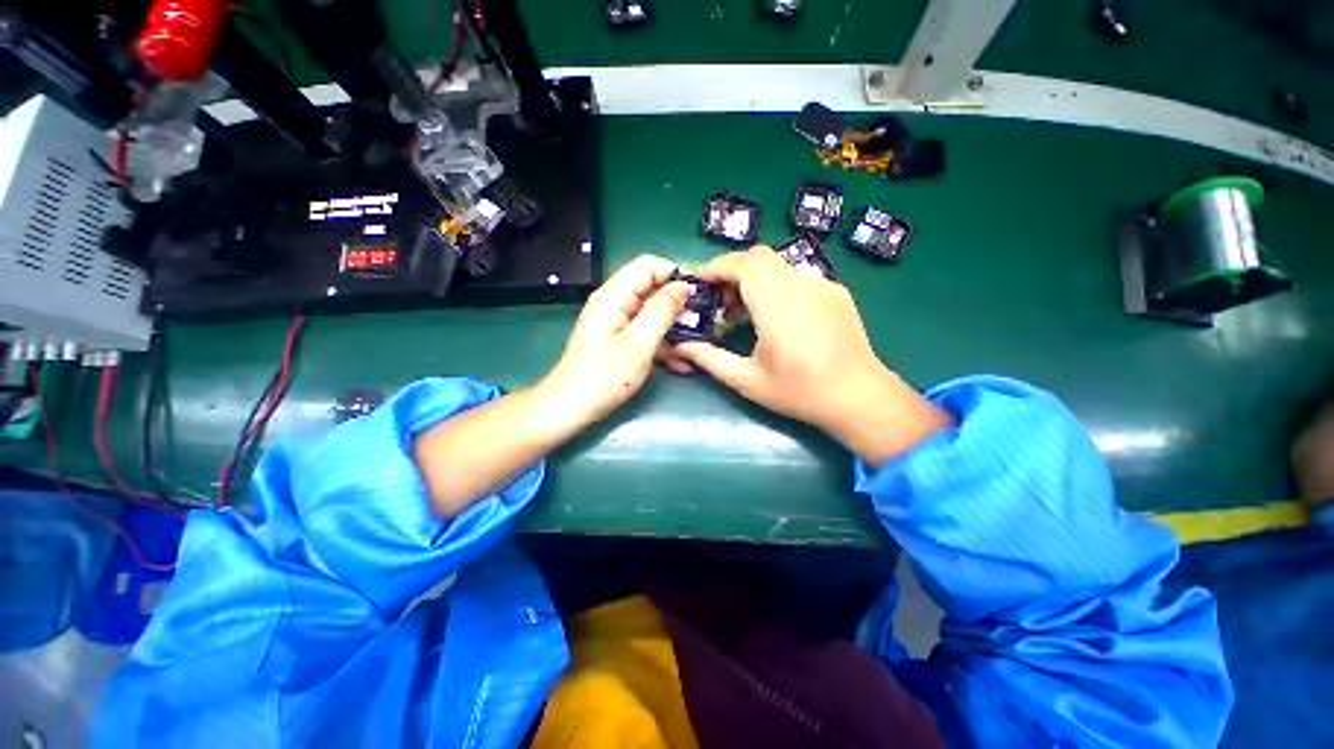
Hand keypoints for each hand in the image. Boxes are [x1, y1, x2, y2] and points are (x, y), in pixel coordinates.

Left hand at [540, 254, 689, 426]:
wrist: (571, 408)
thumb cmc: (603, 376)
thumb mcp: (639, 343)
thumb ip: (662, 311)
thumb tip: (683, 287)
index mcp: (614, 295)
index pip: (649, 265)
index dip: (676, 274)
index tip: (699, 294)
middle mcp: (616, 302)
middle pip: (653, 289)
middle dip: (679, 305)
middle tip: (703, 323)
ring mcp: (618, 322)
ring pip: (654, 313)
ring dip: (675, 328)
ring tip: (696, 347)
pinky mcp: (621, 340)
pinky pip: (648, 332)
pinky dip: (664, 343)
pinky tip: (681, 362)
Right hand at [672, 246, 951, 463]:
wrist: (859, 397)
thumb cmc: (799, 391)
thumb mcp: (746, 380)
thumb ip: (709, 358)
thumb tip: (680, 345)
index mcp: (776, 303)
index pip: (741, 264)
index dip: (715, 267)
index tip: (699, 284)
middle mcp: (800, 284)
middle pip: (757, 257)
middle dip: (731, 272)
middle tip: (721, 304)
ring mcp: (822, 285)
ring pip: (777, 265)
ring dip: (753, 280)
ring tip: (745, 314)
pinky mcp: (835, 292)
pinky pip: (796, 277)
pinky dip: (775, 286)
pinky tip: (776, 317)